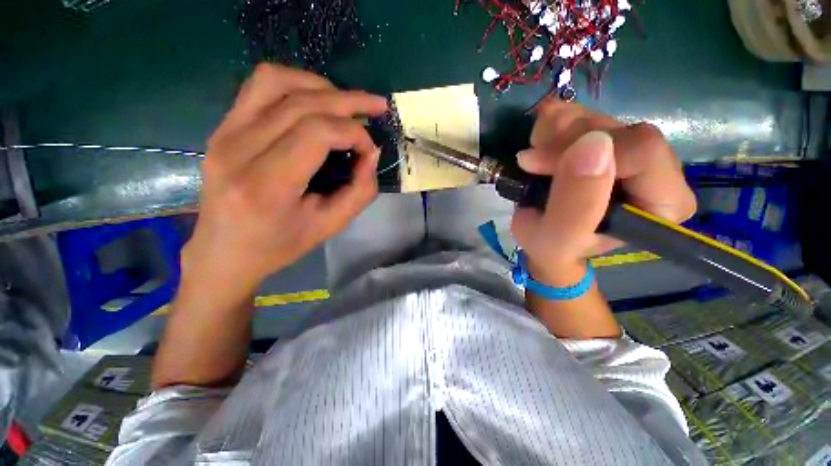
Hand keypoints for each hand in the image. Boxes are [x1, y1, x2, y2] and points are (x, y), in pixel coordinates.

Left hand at [184, 64, 387, 293]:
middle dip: (349, 101)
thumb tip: (371, 154)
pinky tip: (315, 100)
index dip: (354, 133)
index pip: (316, 133)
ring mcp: (223, 133)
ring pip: (276, 81)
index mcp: (266, 185)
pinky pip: (258, 86)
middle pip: (301, 103)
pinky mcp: (221, 127)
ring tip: (347, 103)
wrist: (224, 251)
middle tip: (377, 107)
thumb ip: (360, 191)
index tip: (370, 150)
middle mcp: (238, 150)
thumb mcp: (330, 226)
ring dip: (321, 86)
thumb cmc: (280, 245)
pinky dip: (295, 84)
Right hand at [511, 100, 696, 285]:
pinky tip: (539, 143)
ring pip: (597, 117)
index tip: (536, 165)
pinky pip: (582, 113)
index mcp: (662, 202)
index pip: (642, 151)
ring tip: (532, 158)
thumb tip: (592, 144)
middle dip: (564, 142)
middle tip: (530, 162)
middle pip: (617, 129)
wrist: (544, 240)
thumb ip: (576, 205)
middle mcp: (656, 170)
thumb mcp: (558, 239)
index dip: (583, 150)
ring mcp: (629, 150)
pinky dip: (552, 123)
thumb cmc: (554, 248)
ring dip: (554, 132)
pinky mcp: (606, 139)